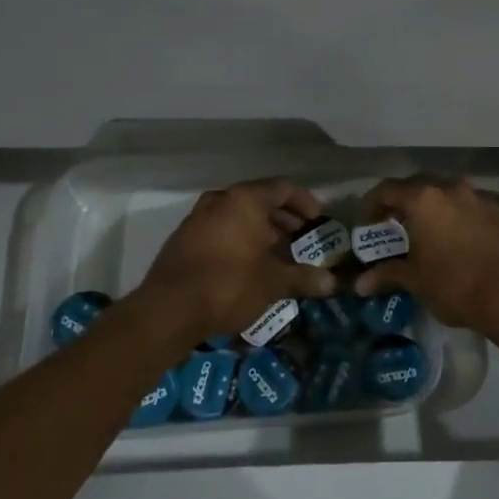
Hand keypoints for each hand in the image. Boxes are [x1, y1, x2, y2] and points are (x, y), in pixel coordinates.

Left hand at [136, 179, 336, 347]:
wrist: (168, 310)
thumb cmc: (229, 284)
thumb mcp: (273, 283)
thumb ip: (303, 278)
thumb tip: (330, 282)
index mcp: (244, 200)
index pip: (283, 188)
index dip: (305, 202)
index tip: (318, 220)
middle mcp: (220, 200)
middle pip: (259, 200)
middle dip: (283, 219)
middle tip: (300, 239)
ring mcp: (197, 218)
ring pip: (237, 216)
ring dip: (260, 231)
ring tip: (277, 255)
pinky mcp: (182, 239)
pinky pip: (220, 230)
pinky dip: (238, 240)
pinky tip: (248, 266)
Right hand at [351, 178, 498, 337]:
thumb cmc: (455, 284)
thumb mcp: (416, 281)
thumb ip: (387, 275)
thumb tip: (360, 284)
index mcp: (424, 200)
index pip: (387, 190)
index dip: (372, 204)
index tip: (367, 222)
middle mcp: (453, 190)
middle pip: (421, 189)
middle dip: (407, 206)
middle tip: (399, 228)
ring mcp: (483, 200)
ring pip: (452, 199)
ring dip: (439, 213)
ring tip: (434, 236)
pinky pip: (477, 212)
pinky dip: (466, 223)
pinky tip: (467, 245)